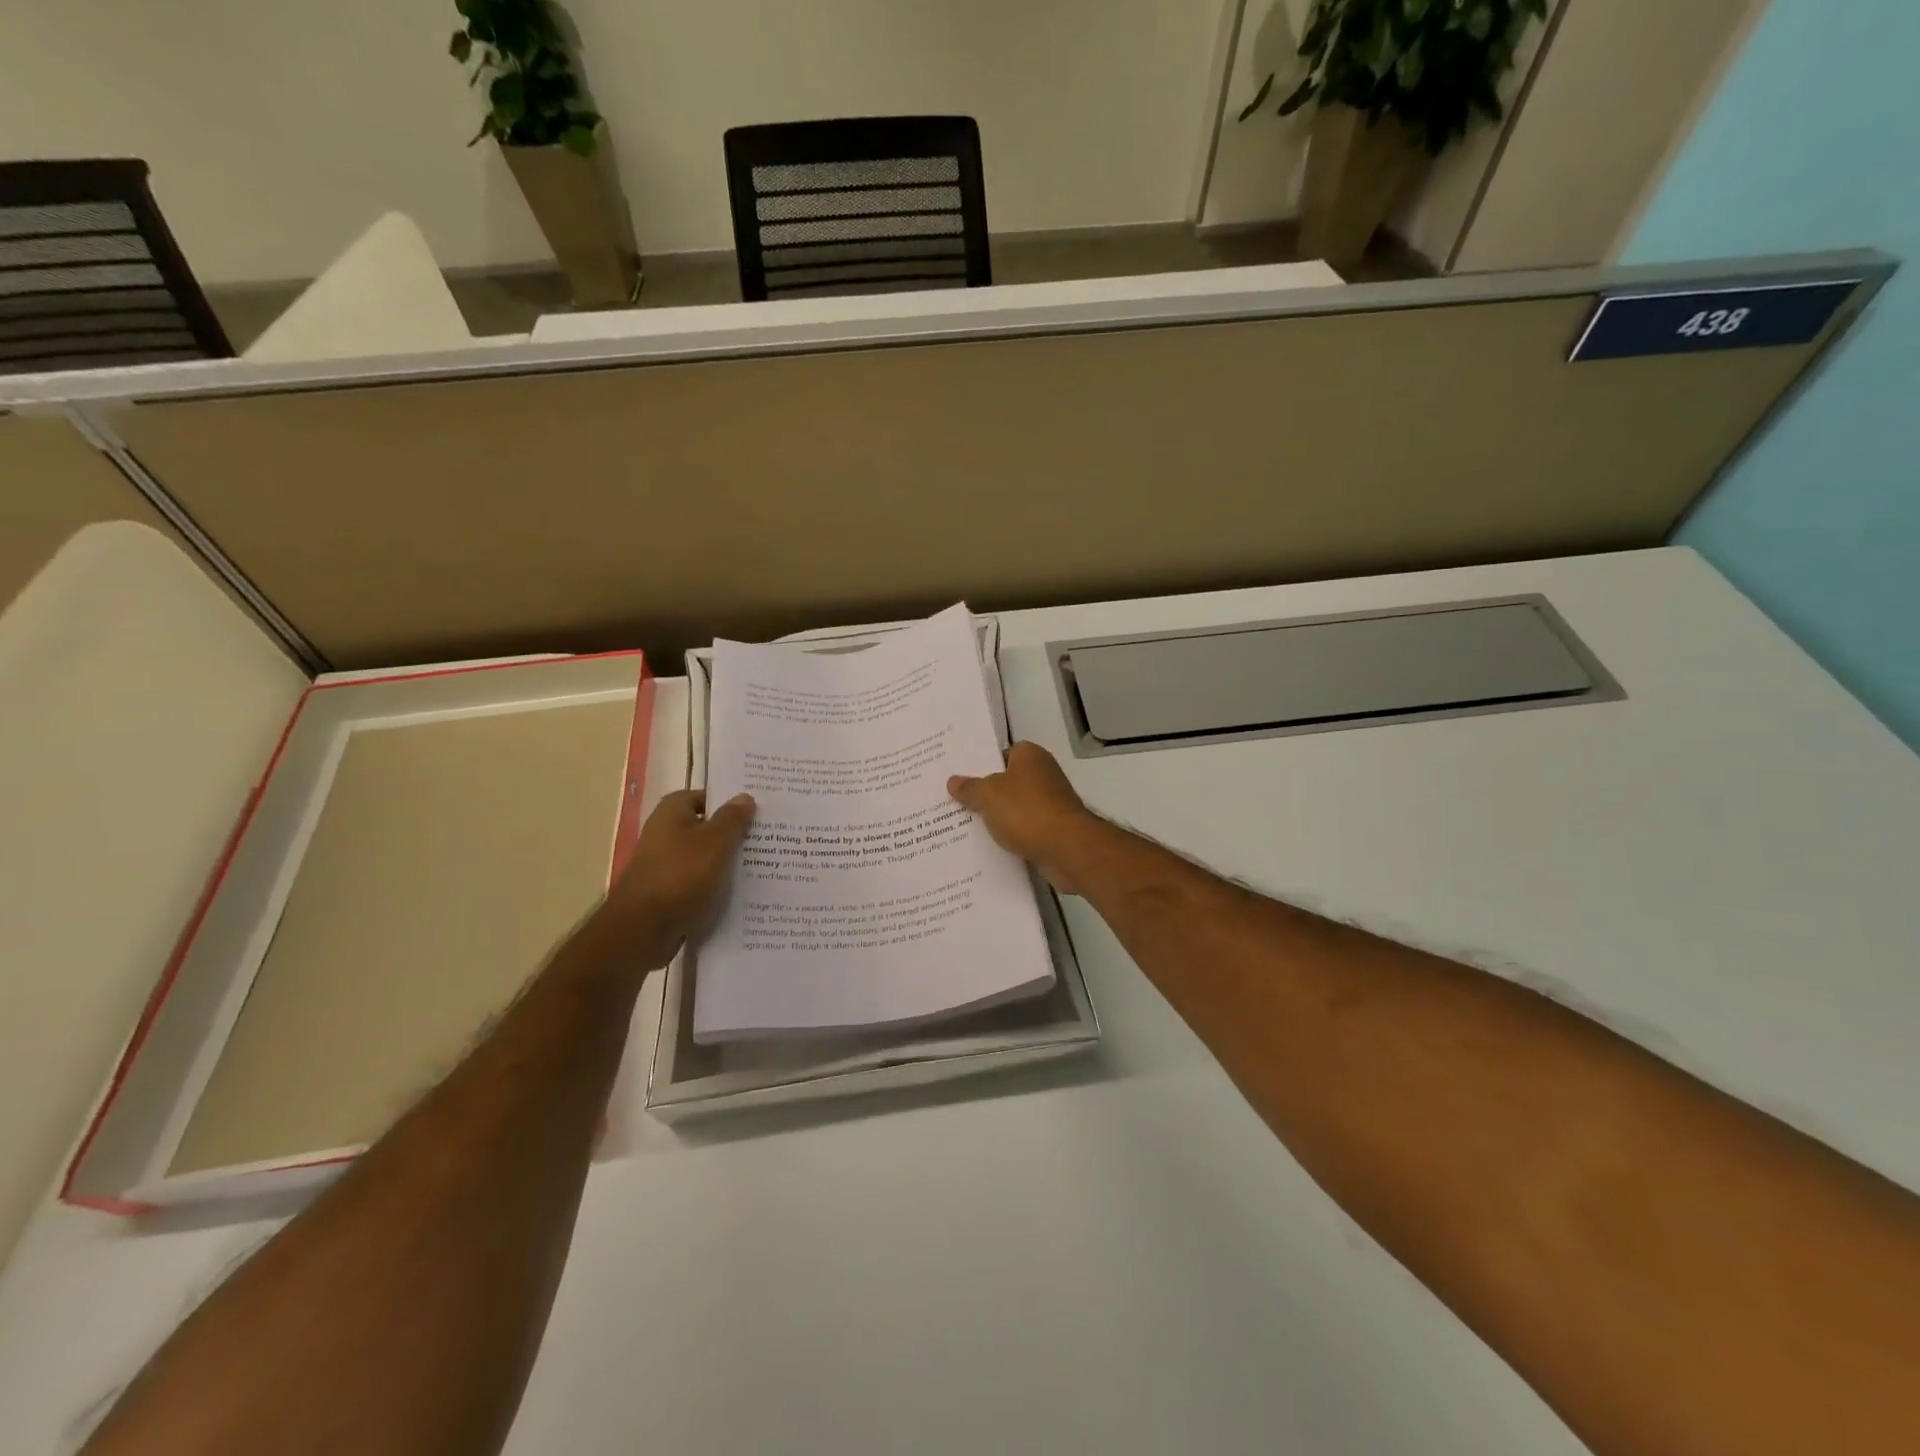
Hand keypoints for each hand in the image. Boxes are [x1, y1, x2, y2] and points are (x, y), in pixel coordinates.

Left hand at [600, 789, 755, 967]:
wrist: (643, 931)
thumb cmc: (681, 876)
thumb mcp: (715, 842)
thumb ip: (732, 819)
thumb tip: (744, 797)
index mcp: (671, 813)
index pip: (703, 796)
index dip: (728, 801)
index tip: (756, 810)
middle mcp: (664, 834)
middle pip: (705, 827)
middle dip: (732, 833)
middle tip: (766, 837)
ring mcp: (664, 865)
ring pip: (704, 857)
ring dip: (726, 862)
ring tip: (761, 865)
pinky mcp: (668, 893)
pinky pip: (699, 882)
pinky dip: (716, 886)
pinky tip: (741, 893)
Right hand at [948, 742, 1098, 894]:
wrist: (1067, 848)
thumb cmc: (1026, 810)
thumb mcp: (988, 795)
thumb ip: (969, 788)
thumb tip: (953, 781)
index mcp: (1030, 756)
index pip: (1002, 753)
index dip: (981, 764)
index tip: (960, 778)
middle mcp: (1044, 774)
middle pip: (1007, 781)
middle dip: (985, 793)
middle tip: (954, 803)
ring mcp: (1051, 803)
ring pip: (1015, 807)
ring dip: (997, 817)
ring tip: (964, 826)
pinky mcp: (1054, 829)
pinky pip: (1024, 829)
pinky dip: (1011, 836)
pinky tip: (989, 846)